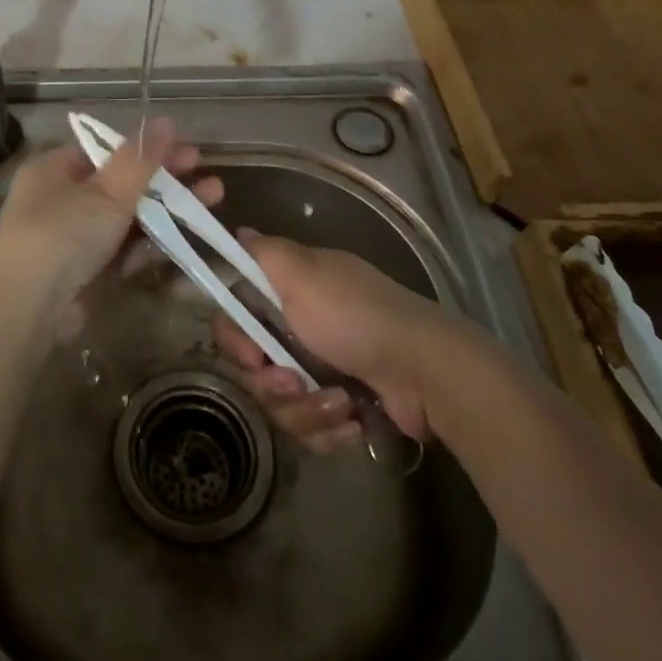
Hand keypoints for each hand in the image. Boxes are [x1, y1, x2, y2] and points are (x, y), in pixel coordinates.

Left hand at [0, 118, 221, 317]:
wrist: (29, 310)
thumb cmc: (63, 233)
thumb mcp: (106, 191)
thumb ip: (140, 158)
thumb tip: (166, 121)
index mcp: (54, 169)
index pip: (106, 149)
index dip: (148, 149)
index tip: (187, 150)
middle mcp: (61, 199)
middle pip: (122, 183)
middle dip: (167, 180)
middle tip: (209, 177)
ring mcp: (74, 238)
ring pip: (128, 217)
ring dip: (168, 210)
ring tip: (213, 200)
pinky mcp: (87, 271)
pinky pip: (124, 250)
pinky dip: (152, 243)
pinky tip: (186, 238)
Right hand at [213, 233, 452, 447]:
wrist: (425, 372)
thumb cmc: (356, 317)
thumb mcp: (303, 272)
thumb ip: (264, 253)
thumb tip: (240, 231)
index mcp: (291, 292)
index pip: (239, 317)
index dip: (235, 339)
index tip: (251, 355)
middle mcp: (303, 328)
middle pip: (257, 368)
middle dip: (272, 384)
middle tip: (295, 383)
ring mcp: (324, 370)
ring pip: (283, 404)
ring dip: (307, 409)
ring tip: (340, 402)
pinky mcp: (343, 407)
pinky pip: (312, 428)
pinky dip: (330, 428)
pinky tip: (354, 420)